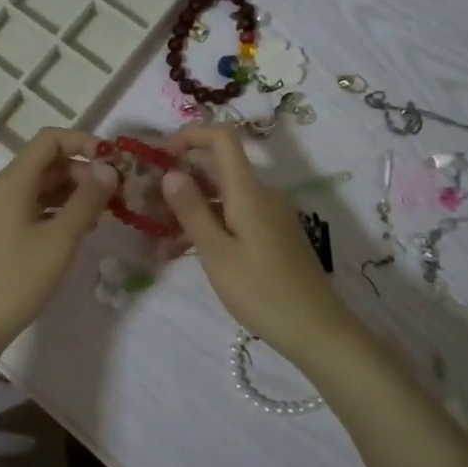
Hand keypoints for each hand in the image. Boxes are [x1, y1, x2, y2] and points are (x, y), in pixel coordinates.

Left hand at [0, 129, 117, 358]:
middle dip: (82, 171)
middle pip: (45, 163)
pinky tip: (77, 229)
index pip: (49, 140)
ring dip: (71, 192)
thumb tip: (107, 168)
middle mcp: (0, 189)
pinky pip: (30, 207)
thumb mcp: (60, 239)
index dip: (83, 142)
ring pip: (39, 186)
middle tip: (115, 194)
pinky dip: (56, 210)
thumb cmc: (17, 279)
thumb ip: (86, 200)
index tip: (113, 162)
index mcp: (11, 182)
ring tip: (103, 213)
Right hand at [160, 124, 362, 366]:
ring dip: (191, 211)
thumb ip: (191, 210)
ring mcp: (270, 214)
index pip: (222, 137)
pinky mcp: (273, 234)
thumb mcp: (216, 252)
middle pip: (218, 168)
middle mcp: (262, 194)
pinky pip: (235, 217)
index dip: (189, 135)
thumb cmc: (261, 290)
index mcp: (248, 190)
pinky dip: (209, 227)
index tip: (160, 155)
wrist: (317, 330)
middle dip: (181, 181)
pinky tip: (185, 254)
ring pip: (222, 197)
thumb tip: (170, 172)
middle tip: (150, 206)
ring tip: (159, 243)